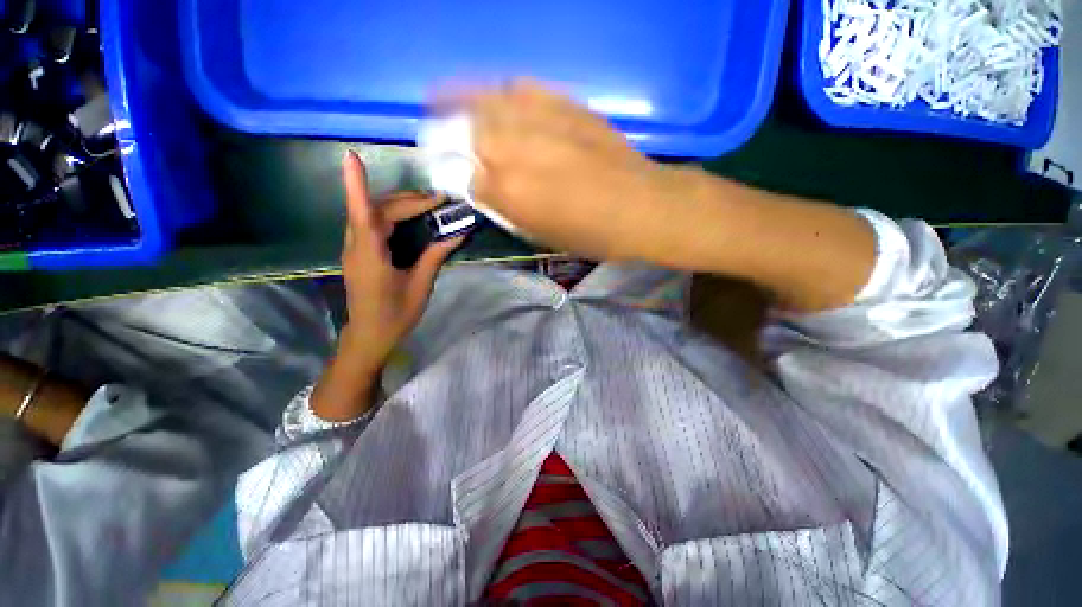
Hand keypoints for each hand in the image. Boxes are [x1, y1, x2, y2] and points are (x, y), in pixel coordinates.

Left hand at [339, 151, 462, 371]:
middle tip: (439, 200)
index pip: (362, 214)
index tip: (352, 156)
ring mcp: (354, 249)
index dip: (355, 184)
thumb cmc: (396, 315)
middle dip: (407, 200)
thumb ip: (434, 257)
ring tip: (428, 204)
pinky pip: (372, 224)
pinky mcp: (359, 253)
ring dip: (399, 204)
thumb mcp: (420, 286)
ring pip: (372, 215)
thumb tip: (456, 235)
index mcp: (370, 256)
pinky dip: (392, 215)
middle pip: (376, 210)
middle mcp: (357, 247)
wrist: (369, 336)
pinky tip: (410, 218)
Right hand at [463, 80, 683, 260]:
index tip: (441, 169)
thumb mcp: (540, 233)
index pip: (461, 174)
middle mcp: (517, 149)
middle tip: (436, 132)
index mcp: (509, 191)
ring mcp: (542, 120)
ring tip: (444, 99)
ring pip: (488, 101)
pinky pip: (523, 88)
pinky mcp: (566, 105)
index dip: (448, 171)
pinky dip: (502, 92)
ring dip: (461, 98)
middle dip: (445, 132)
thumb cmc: (590, 233)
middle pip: (466, 130)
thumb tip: (478, 185)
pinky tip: (498, 97)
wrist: (641, 206)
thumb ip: (505, 207)